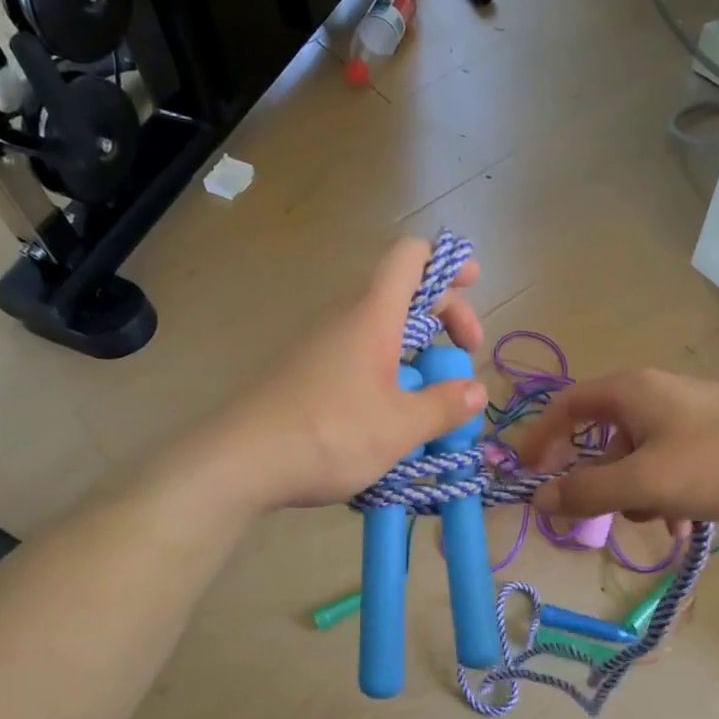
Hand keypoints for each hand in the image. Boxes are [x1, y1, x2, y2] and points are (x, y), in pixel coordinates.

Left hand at [208, 238, 487, 511]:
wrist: (242, 461)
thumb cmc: (330, 435)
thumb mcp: (400, 427)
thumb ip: (444, 406)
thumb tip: (477, 391)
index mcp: (373, 316)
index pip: (410, 257)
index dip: (446, 262)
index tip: (473, 286)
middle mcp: (345, 319)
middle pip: (402, 293)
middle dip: (443, 316)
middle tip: (463, 356)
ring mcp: (321, 345)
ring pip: (380, 329)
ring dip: (415, 351)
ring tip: (431, 397)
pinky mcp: (305, 372)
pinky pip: (358, 356)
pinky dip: (386, 372)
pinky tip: (389, 417)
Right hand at [516, 369, 718, 523]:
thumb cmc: (717, 464)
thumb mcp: (643, 484)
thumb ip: (586, 492)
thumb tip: (538, 499)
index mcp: (629, 391)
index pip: (565, 406)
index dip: (539, 438)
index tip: (525, 474)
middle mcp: (652, 393)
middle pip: (600, 436)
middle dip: (596, 479)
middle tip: (591, 512)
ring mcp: (684, 412)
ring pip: (636, 455)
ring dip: (634, 492)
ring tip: (658, 520)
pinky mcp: (710, 433)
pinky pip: (666, 462)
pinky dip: (663, 491)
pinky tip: (684, 521)